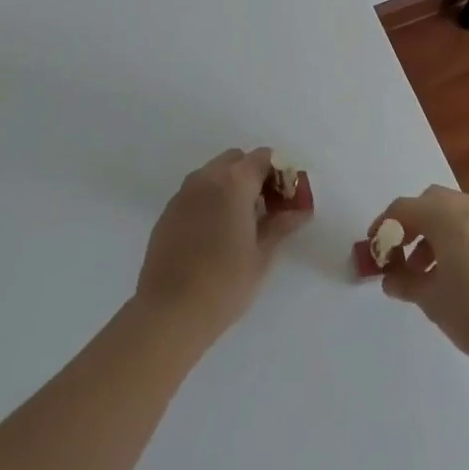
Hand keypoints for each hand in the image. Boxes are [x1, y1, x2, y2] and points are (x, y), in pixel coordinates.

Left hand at [133, 147, 310, 348]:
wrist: (169, 312)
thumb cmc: (224, 283)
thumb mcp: (261, 256)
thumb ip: (281, 225)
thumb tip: (301, 210)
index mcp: (234, 182)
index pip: (263, 157)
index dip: (279, 172)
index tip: (286, 199)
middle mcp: (206, 178)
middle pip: (236, 159)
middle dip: (253, 175)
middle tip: (265, 209)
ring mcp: (183, 193)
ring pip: (213, 174)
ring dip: (230, 186)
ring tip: (239, 224)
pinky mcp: (168, 211)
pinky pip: (195, 192)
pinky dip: (210, 200)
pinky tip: (213, 235)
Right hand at [370, 186, 468, 373]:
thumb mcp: (432, 301)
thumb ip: (405, 283)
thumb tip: (390, 278)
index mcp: (445, 214)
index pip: (403, 209)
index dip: (383, 228)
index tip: (374, 252)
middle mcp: (468, 205)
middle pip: (427, 204)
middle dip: (409, 227)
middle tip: (399, 259)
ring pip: (449, 212)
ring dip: (431, 233)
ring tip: (424, 271)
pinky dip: (453, 237)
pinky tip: (452, 272)